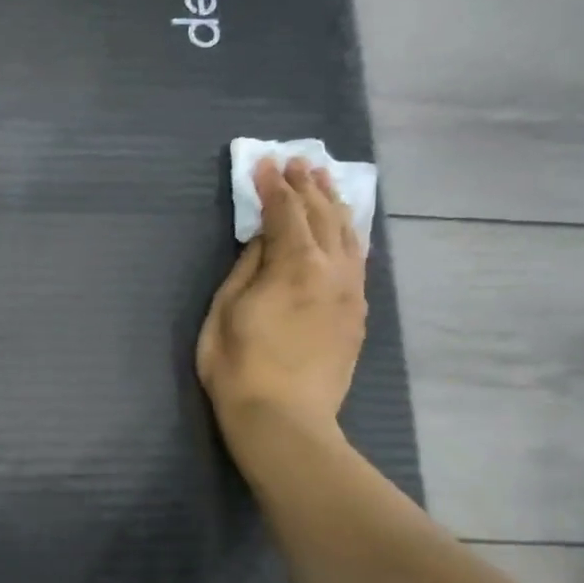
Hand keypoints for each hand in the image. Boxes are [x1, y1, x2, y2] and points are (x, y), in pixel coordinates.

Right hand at [197, 157, 367, 461]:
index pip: (285, 212)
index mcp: (294, 264)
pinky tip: (344, 230)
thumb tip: (264, 240)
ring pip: (348, 235)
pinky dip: (349, 236)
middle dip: (307, 186)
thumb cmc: (239, 366)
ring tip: (324, 182)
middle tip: (297, 163)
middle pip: (322, 215)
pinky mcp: (357, 315)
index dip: (273, 186)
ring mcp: (351, 292)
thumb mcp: (225, 311)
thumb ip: (247, 268)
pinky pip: (358, 261)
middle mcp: (332, 269)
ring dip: (334, 204)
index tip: (263, 164)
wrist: (284, 420)